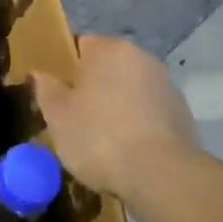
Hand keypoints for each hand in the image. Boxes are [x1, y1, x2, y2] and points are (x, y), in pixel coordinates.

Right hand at [32, 36, 201, 199]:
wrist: (162, 176)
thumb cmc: (99, 137)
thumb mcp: (57, 115)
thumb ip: (45, 88)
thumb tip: (39, 73)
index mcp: (108, 50)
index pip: (80, 45)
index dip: (66, 68)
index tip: (58, 94)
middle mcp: (140, 58)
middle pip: (107, 67)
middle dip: (93, 87)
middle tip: (76, 118)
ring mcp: (166, 85)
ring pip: (130, 90)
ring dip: (118, 105)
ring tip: (104, 140)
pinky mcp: (183, 114)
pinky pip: (149, 112)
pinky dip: (139, 124)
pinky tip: (129, 151)